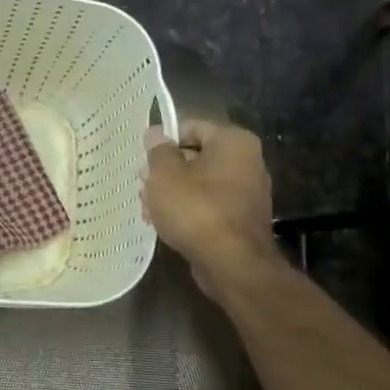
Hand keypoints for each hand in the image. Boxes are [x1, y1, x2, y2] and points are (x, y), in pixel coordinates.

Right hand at [143, 119, 275, 293]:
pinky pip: (208, 205)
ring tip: (149, 210)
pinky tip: (165, 224)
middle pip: (195, 156)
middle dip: (166, 171)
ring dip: (172, 193)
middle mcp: (247, 161)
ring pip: (199, 183)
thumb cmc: (195, 209)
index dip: (162, 142)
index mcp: (232, 141)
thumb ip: (158, 151)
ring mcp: (247, 192)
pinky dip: (188, 210)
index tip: (143, 160)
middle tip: (143, 187)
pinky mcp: (241, 218)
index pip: (190, 127)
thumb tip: (155, 133)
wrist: (231, 263)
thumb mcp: (165, 175)